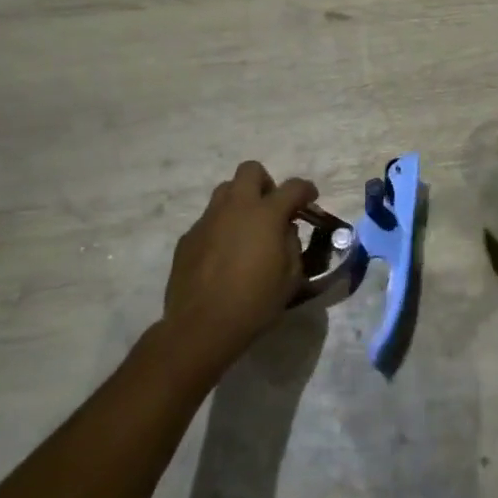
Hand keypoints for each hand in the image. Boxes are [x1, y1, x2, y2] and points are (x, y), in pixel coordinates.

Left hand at [164, 161, 316, 372]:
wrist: (202, 326)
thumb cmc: (255, 302)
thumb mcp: (291, 276)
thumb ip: (292, 244)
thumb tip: (284, 230)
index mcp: (266, 214)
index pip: (293, 187)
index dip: (306, 190)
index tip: (310, 200)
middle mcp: (236, 207)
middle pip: (250, 170)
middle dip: (266, 183)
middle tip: (271, 208)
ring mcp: (208, 220)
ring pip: (225, 191)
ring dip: (240, 201)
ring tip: (246, 229)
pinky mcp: (187, 237)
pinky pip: (208, 220)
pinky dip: (220, 228)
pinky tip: (223, 256)